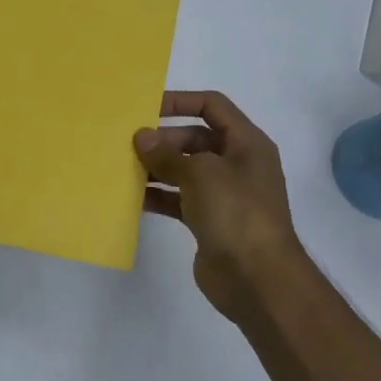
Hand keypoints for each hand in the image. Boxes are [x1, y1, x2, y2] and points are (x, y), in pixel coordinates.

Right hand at [135, 91, 306, 321]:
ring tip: (123, 168)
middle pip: (195, 138)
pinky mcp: (209, 222)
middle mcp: (237, 164)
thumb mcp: (200, 173)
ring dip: (156, 168)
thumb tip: (141, 137)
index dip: (180, 101)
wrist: (258, 279)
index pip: (212, 106)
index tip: (146, 107)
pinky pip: (179, 199)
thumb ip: (167, 154)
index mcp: (246, 143)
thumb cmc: (236, 212)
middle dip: (163, 139)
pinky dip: (158, 196)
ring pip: (184, 170)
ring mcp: (224, 195)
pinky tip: (132, 198)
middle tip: (128, 144)